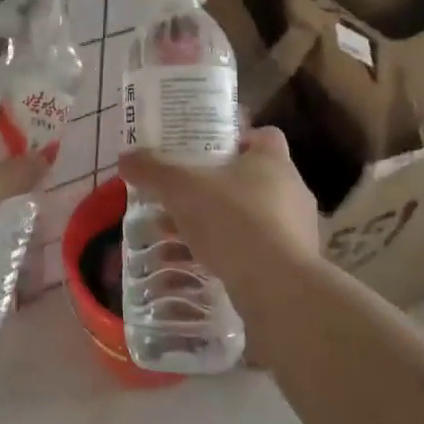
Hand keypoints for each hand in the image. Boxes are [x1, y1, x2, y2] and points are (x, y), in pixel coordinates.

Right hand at [116, 127, 321, 295]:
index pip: (262, 135)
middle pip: (254, 177)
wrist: (277, 287)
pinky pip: (258, 249)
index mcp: (273, 160)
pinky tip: (205, 263)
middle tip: (185, 194)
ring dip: (223, 222)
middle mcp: (292, 188)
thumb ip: (153, 170)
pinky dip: (234, 253)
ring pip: (254, 216)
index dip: (236, 139)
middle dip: (219, 185)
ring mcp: (298, 228)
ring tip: (185, 235)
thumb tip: (125, 157)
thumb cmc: (233, 221)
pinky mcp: (294, 264)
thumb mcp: (181, 189)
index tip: (207, 151)